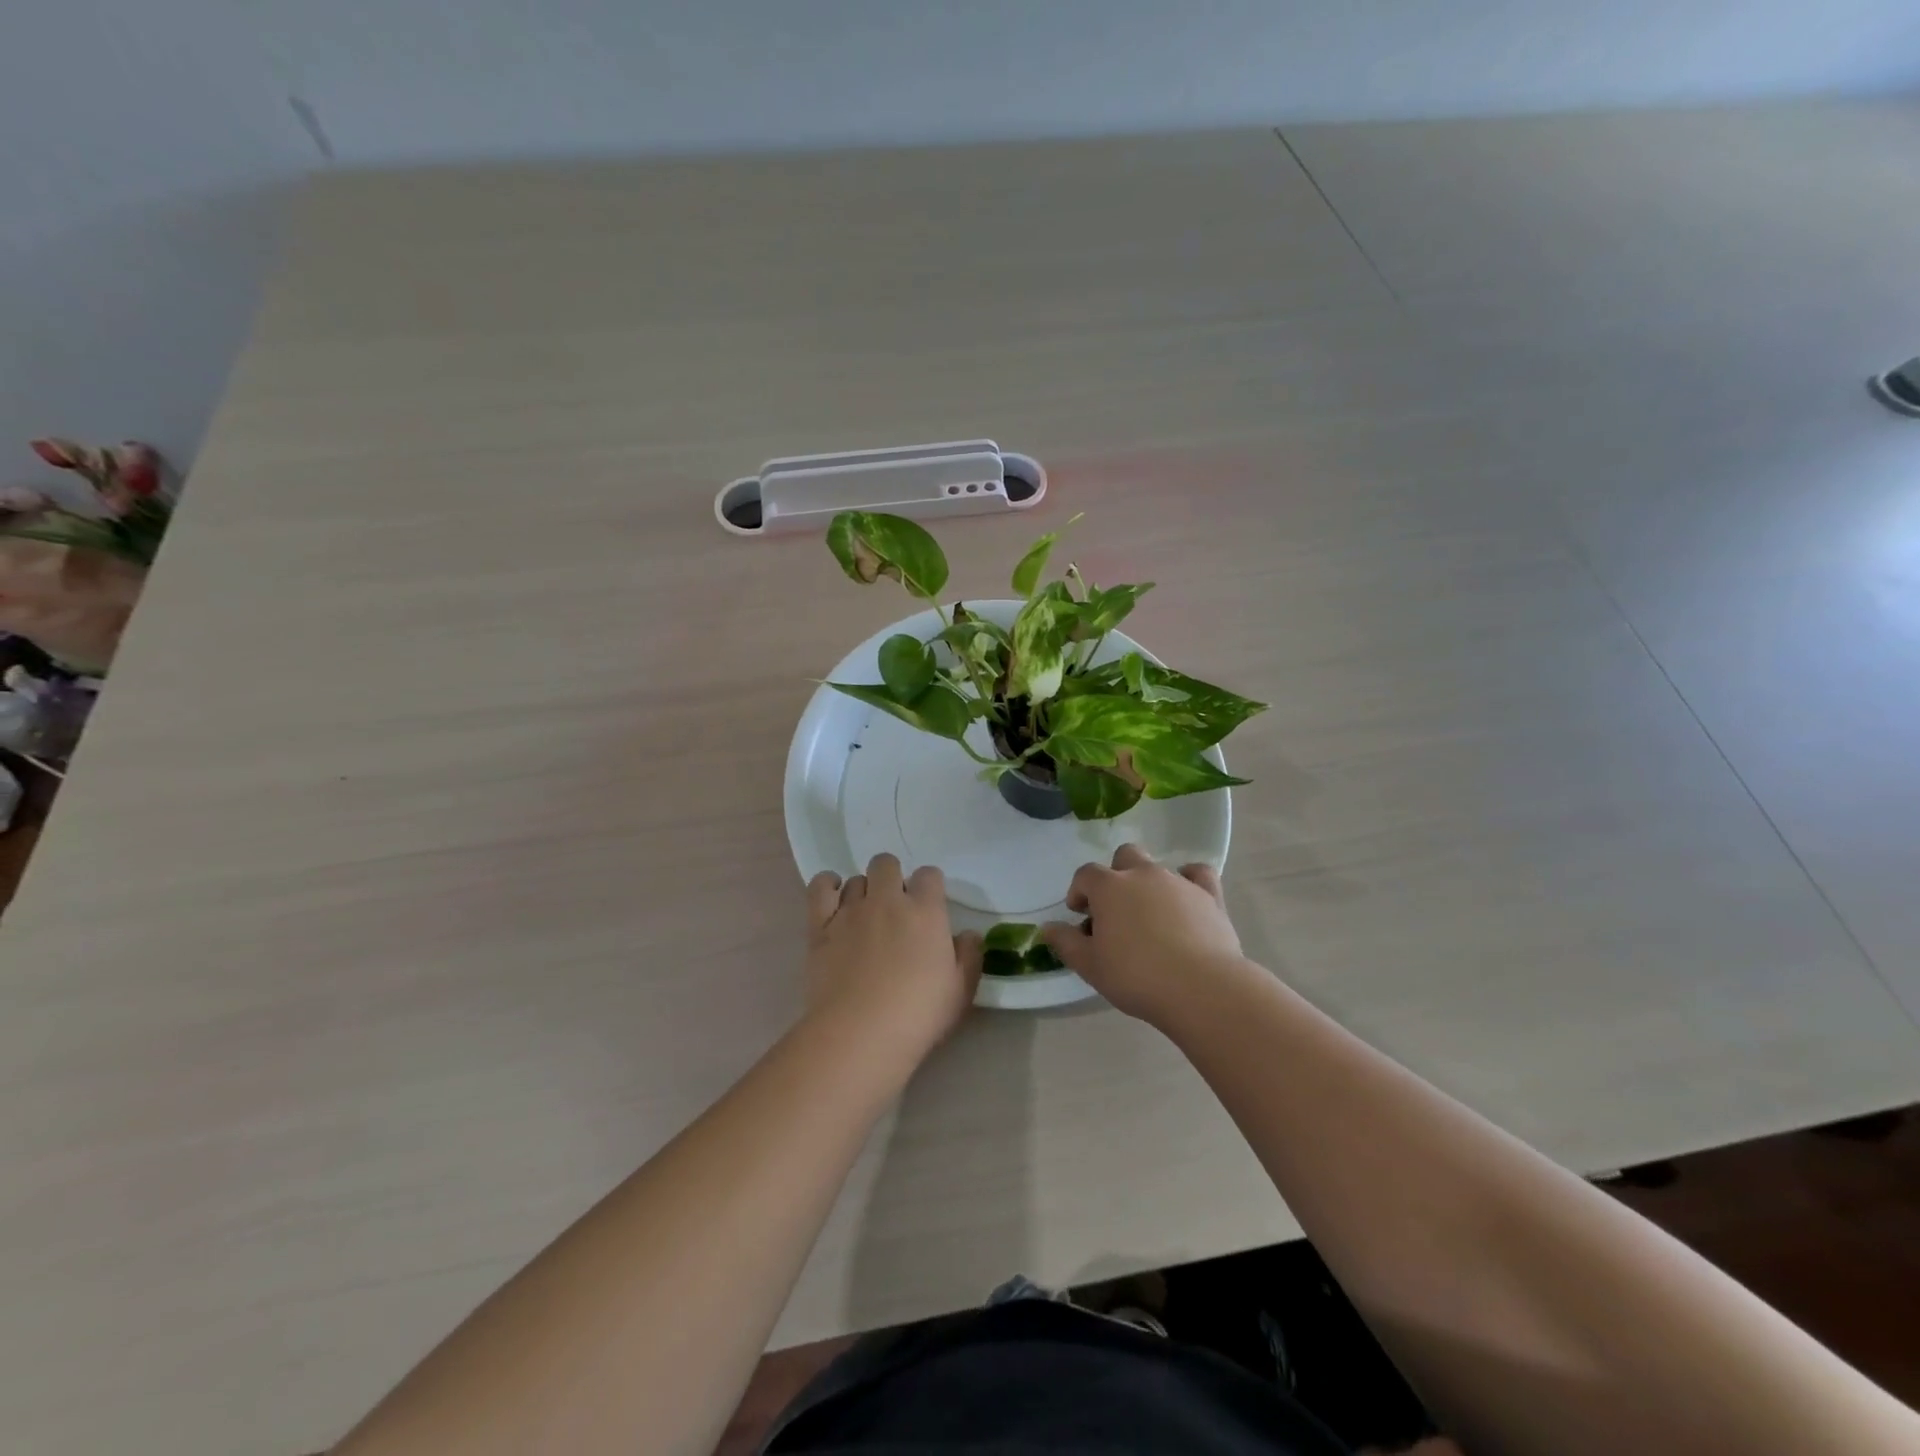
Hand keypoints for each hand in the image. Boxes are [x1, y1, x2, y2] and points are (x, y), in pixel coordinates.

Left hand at [804, 854, 980, 1056]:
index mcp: (925, 911)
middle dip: (892, 878)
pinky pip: (820, 888)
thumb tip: (967, 934)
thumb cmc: (918, 1015)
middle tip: (895, 909)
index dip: (930, 886)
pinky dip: (827, 886)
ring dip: (864, 891)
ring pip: (856, 879)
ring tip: (865, 915)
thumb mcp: (961, 990)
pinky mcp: (820, 927)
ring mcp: (850, 911)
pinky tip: (832, 897)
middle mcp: (887, 900)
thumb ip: (969, 955)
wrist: (860, 1034)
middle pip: (887, 864)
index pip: (929, 875)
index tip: (929, 907)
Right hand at [1041, 843, 1246, 1022]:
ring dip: (1147, 884)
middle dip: (1115, 877)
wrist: (1200, 987)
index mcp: (1109, 887)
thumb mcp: (1090, 966)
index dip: (1079, 891)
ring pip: (1157, 866)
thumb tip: (1048, 927)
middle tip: (1115, 911)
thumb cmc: (1136, 976)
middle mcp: (1142, 874)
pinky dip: (1190, 880)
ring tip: (1149, 917)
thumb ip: (1066, 942)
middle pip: (1123, 857)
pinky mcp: (1209, 895)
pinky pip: (1198, 874)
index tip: (1081, 917)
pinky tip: (1186, 898)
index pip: (1085, 874)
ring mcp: (1178, 881)